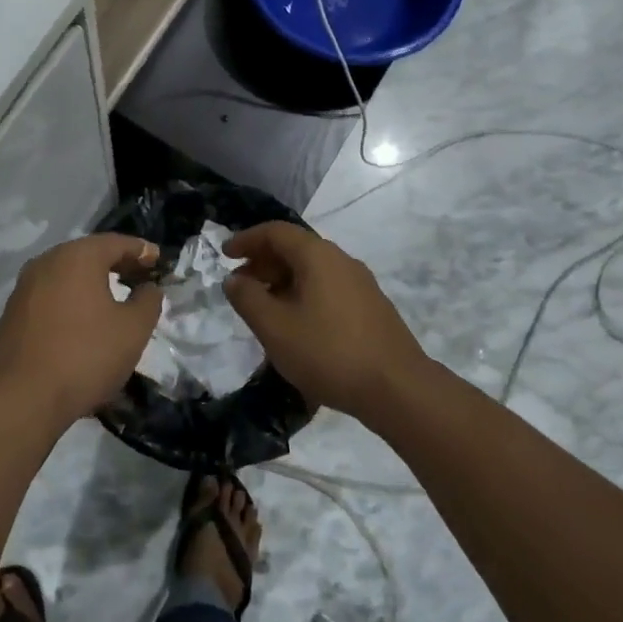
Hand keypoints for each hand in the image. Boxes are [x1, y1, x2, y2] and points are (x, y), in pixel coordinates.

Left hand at [0, 234, 162, 426]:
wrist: (22, 397)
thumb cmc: (85, 356)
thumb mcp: (132, 330)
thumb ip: (148, 301)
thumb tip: (149, 288)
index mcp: (77, 257)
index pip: (116, 243)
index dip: (141, 250)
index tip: (159, 260)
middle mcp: (47, 261)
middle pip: (89, 254)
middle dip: (116, 263)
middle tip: (140, 277)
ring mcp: (25, 286)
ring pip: (66, 273)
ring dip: (91, 281)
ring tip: (114, 298)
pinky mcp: (13, 311)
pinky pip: (50, 294)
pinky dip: (71, 297)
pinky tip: (82, 319)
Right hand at [223, 222, 432, 417]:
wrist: (398, 389)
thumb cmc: (328, 352)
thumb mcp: (274, 327)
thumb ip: (247, 298)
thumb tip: (234, 279)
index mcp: (317, 256)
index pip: (275, 232)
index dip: (246, 239)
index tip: (225, 255)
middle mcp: (341, 260)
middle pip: (295, 248)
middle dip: (263, 262)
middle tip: (240, 286)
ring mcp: (361, 284)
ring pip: (312, 270)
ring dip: (282, 281)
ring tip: (264, 308)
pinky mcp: (371, 307)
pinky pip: (328, 288)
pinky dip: (303, 295)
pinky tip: (296, 325)